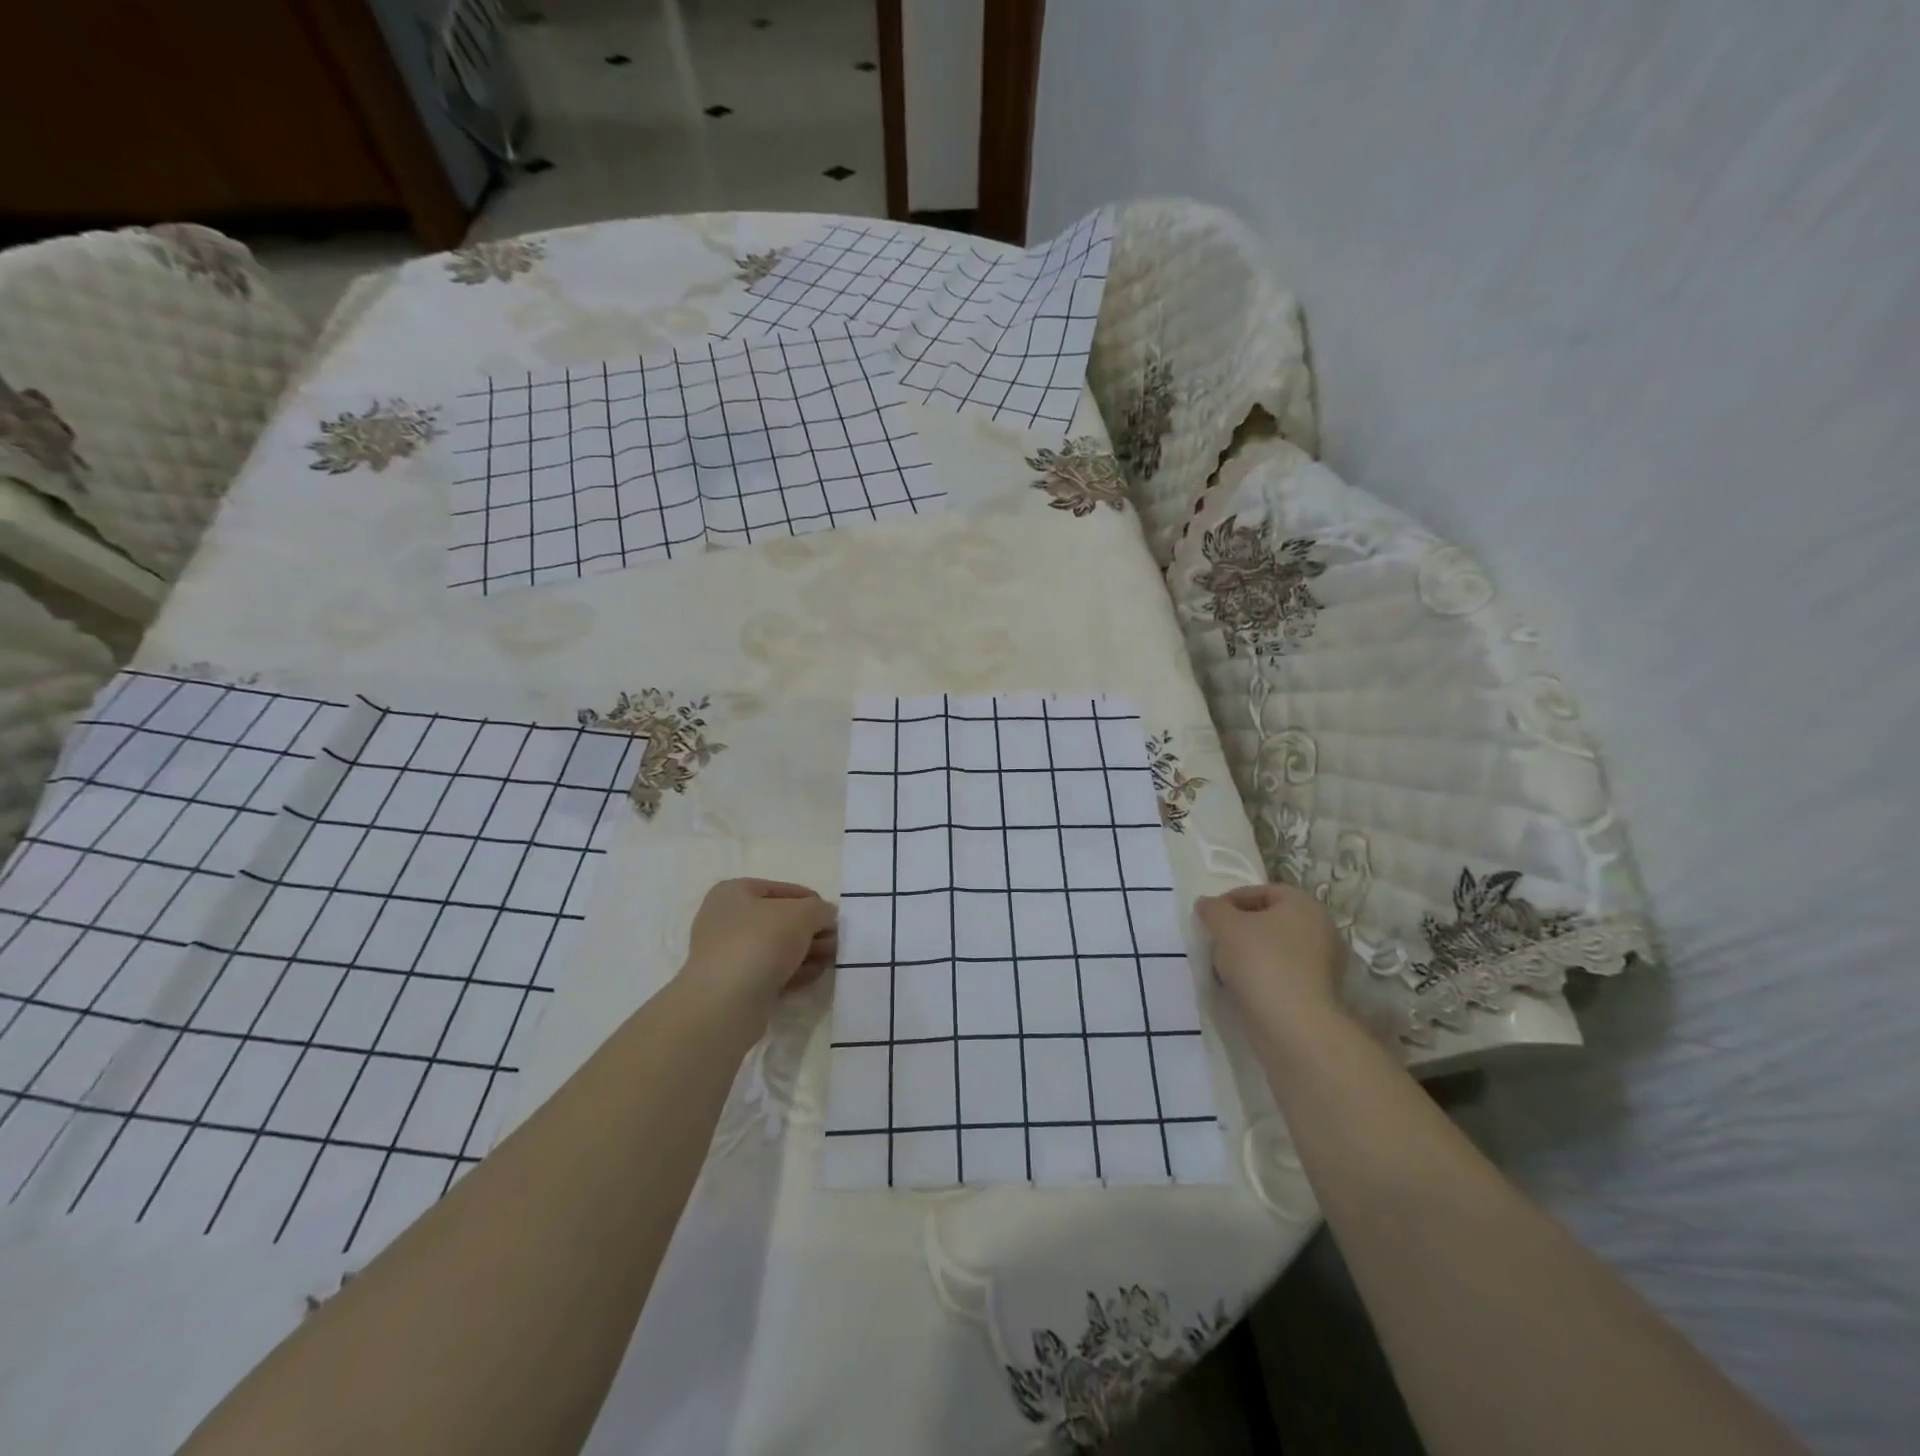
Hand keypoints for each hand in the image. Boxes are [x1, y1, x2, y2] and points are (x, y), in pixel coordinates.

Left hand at [681, 878, 837, 1014]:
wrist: (726, 1003)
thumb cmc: (761, 942)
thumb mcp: (803, 913)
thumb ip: (820, 909)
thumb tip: (826, 915)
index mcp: (732, 893)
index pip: (781, 889)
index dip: (811, 901)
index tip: (832, 917)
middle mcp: (725, 920)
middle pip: (780, 920)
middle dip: (811, 930)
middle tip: (835, 941)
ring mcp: (727, 955)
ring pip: (776, 948)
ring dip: (806, 951)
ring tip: (830, 959)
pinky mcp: (734, 986)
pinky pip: (770, 972)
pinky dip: (793, 971)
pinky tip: (814, 975)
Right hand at [1196, 883, 1347, 1025]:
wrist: (1292, 1026)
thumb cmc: (1261, 962)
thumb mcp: (1226, 926)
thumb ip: (1213, 909)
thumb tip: (1206, 904)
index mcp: (1304, 905)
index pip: (1263, 891)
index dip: (1232, 899)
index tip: (1210, 916)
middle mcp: (1320, 930)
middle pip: (1270, 920)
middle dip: (1239, 927)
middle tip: (1216, 939)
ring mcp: (1322, 964)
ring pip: (1275, 948)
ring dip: (1248, 953)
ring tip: (1223, 965)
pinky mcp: (1316, 992)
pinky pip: (1281, 973)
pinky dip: (1260, 975)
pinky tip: (1241, 986)